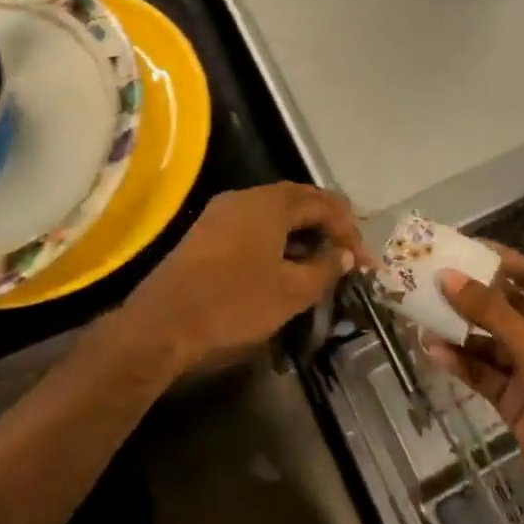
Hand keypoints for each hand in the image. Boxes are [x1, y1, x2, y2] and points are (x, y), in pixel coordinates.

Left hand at [128, 184, 366, 374]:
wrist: (160, 326)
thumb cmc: (233, 304)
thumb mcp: (290, 292)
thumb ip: (324, 268)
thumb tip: (344, 255)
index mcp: (270, 203)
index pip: (322, 203)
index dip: (348, 229)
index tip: (363, 261)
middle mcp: (245, 198)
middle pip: (298, 201)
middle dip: (327, 226)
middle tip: (347, 254)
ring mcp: (221, 213)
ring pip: (274, 214)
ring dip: (301, 234)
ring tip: (320, 263)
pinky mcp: (206, 234)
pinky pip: (253, 226)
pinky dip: (277, 240)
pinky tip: (284, 266)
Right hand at [426, 246, 523, 523]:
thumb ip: (491, 312)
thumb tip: (448, 276)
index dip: (500, 259)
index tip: (463, 247)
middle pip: (502, 307)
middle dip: (470, 294)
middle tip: (430, 279)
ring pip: (486, 341)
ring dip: (458, 330)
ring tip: (422, 315)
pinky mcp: (512, 402)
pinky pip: (481, 373)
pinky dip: (460, 362)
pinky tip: (434, 352)